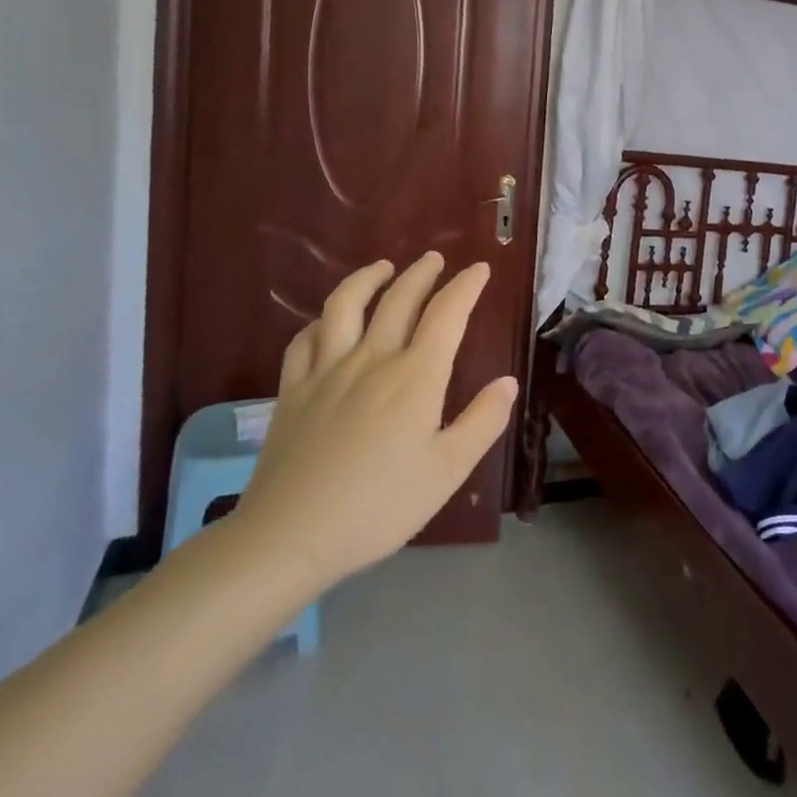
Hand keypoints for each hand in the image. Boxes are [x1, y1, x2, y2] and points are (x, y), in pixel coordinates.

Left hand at [229, 253, 517, 595]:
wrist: (288, 536)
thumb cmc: (379, 507)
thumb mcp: (447, 471)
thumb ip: (483, 422)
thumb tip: (508, 382)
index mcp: (416, 376)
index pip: (447, 313)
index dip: (466, 286)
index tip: (479, 269)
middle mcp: (372, 359)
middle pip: (399, 298)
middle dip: (421, 273)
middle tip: (435, 259)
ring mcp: (327, 371)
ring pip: (346, 305)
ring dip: (367, 278)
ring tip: (382, 268)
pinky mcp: (292, 390)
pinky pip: (304, 339)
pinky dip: (321, 320)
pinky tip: (328, 322)